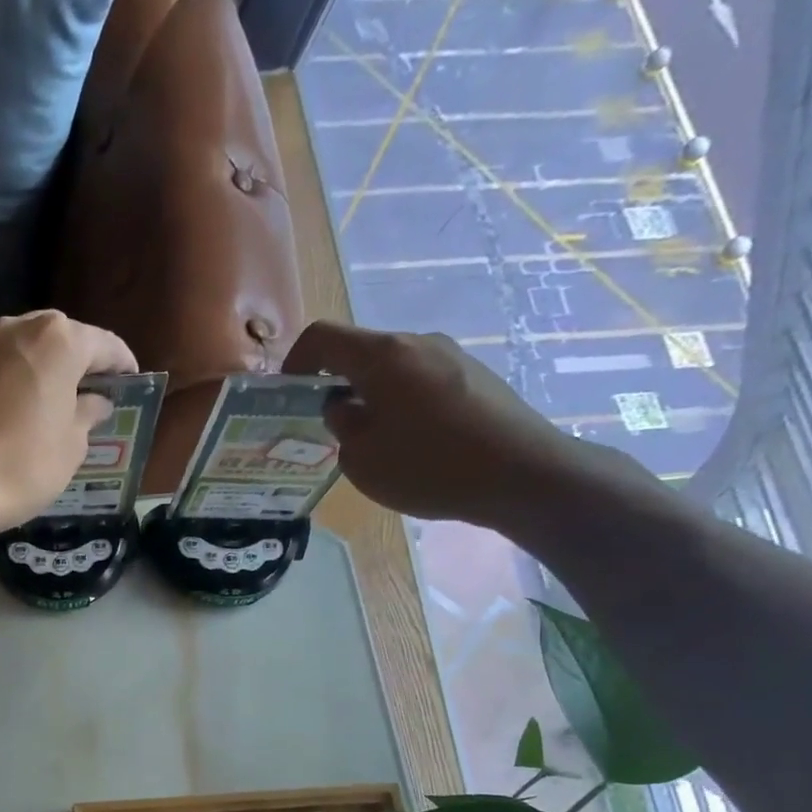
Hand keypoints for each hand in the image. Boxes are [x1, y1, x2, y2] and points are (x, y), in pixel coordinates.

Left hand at [0, 311, 136, 533]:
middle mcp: (14, 329)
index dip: (121, 366)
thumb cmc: (23, 465)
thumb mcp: (71, 447)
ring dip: (33, 374)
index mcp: (57, 340)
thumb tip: (94, 402)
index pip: (104, 345)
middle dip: (73, 364)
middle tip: (85, 396)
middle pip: (56, 340)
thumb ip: (87, 415)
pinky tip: (1, 418)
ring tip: (41, 407)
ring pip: (16, 354)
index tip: (129, 384)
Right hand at [283, 319, 585, 528]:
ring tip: (369, 440)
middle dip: (333, 384)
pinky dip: (400, 402)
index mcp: (383, 355)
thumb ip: (342, 425)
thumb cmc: (429, 465)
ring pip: (391, 368)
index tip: (288, 396)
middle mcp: (417, 343)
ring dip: (369, 395)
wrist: (522, 474)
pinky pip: (420, 380)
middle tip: (325, 426)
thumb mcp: (362, 458)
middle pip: (360, 351)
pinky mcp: (474, 376)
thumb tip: (343, 407)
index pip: (322, 337)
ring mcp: (451, 356)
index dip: (295, 362)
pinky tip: (409, 443)